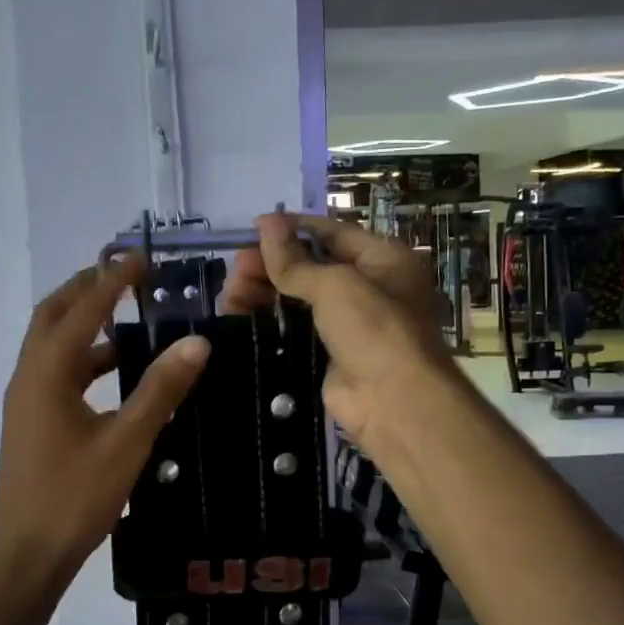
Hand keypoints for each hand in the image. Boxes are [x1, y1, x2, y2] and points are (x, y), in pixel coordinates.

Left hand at [0, 256, 209, 586]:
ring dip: (85, 326)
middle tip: (126, 277)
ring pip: (53, 346)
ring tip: (128, 320)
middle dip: (87, 290)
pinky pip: (57, 374)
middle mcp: (29, 377)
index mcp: (47, 373)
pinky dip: (84, 360)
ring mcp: (26, 401)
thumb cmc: (74, 497)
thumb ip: (160, 390)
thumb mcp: (126, 442)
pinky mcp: (31, 423)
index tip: (141, 258)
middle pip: (54, 316)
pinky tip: (115, 375)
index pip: (83, 310)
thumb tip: (196, 342)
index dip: (113, 281)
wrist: (26, 555)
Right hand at [226, 212, 451, 452]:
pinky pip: (290, 330)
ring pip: (295, 299)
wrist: (393, 401)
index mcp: (381, 259)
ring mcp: (345, 324)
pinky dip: (265, 321)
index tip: (251, 228)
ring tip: (230, 292)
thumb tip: (265, 223)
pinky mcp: (325, 354)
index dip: (291, 229)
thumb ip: (294, 260)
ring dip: (261, 292)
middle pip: (308, 267)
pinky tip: (236, 315)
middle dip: (269, 265)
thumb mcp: (335, 285)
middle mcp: (366, 287)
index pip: (329, 233)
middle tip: (235, 268)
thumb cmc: (374, 329)